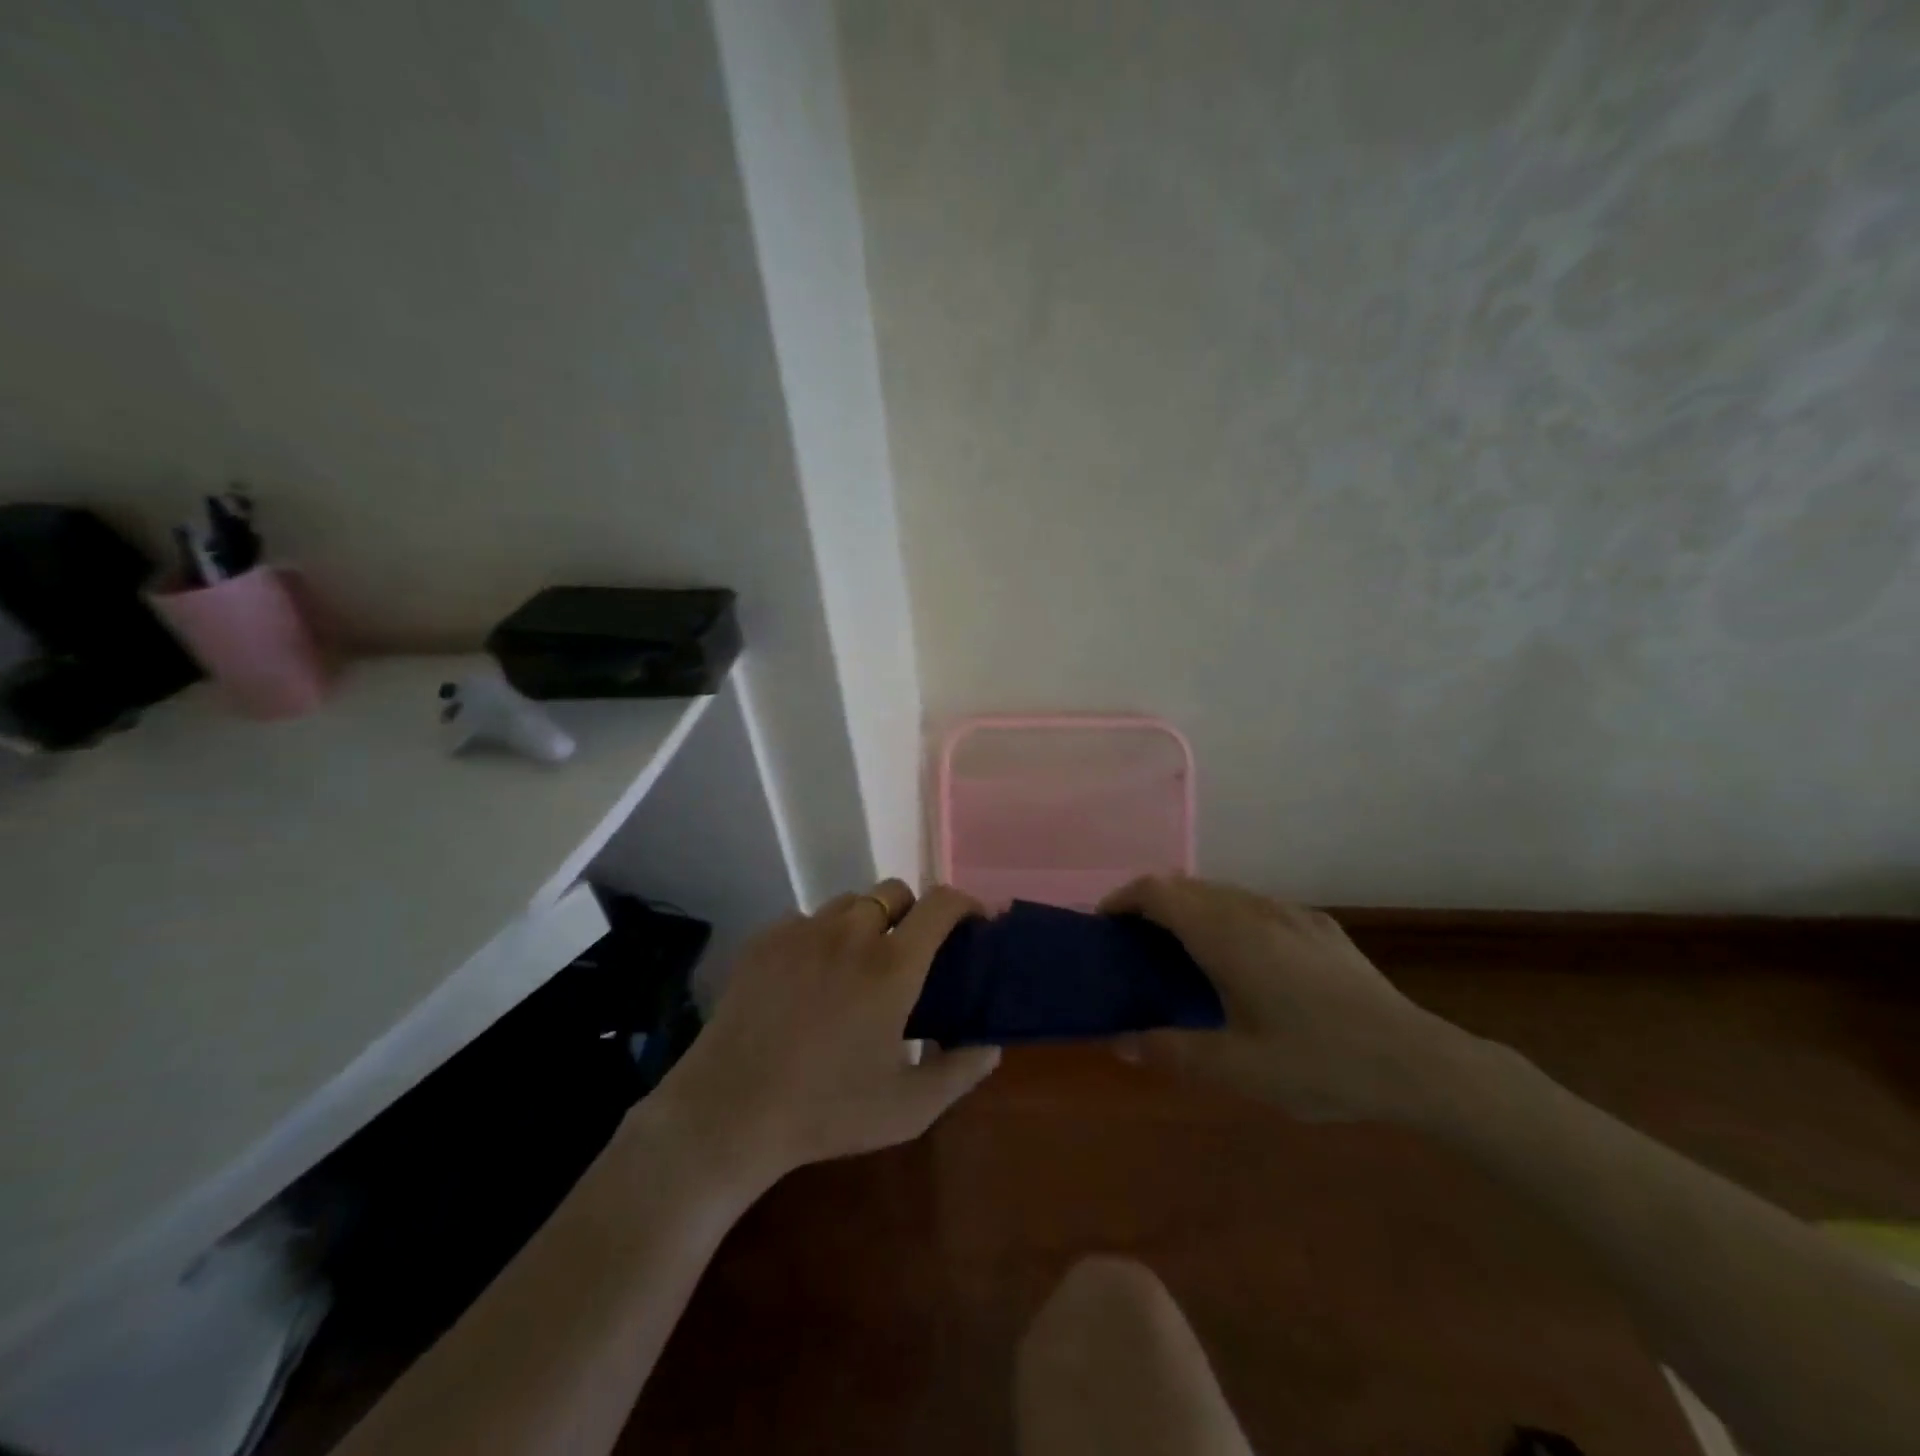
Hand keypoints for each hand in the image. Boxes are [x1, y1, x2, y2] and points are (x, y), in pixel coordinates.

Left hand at [657, 881, 1000, 1195]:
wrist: (729, 1112)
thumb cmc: (826, 1111)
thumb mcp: (908, 1108)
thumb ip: (961, 1070)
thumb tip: (991, 1042)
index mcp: (892, 966)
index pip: (941, 904)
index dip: (965, 904)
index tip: (973, 924)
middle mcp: (851, 933)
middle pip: (894, 891)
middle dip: (912, 912)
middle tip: (909, 953)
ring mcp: (803, 931)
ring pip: (849, 903)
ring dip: (866, 922)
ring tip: (856, 965)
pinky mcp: (765, 939)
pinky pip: (806, 920)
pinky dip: (821, 937)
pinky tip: (808, 980)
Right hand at [1099, 876, 1472, 1122]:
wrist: (1418, 1062)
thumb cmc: (1319, 1063)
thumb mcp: (1238, 1070)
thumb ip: (1172, 1051)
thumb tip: (1119, 1043)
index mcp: (1226, 935)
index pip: (1158, 891)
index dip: (1124, 899)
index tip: (1106, 924)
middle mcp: (1253, 909)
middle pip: (1186, 886)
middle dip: (1153, 904)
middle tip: (1137, 946)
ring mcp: (1290, 913)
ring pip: (1222, 892)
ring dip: (1191, 909)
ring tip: (1184, 952)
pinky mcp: (1319, 925)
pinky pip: (1256, 905)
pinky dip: (1229, 916)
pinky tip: (1245, 960)